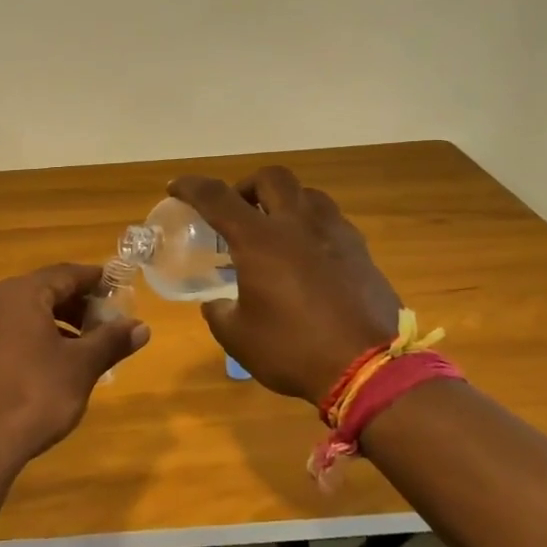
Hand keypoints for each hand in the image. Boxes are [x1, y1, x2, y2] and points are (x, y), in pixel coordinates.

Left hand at [0, 263, 149, 474]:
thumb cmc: (32, 398)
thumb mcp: (80, 368)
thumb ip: (110, 342)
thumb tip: (141, 327)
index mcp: (20, 294)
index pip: (65, 274)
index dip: (94, 280)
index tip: (117, 288)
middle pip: (41, 291)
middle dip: (76, 305)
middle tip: (104, 324)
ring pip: (21, 314)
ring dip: (54, 324)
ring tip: (80, 349)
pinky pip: (3, 334)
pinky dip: (29, 339)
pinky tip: (45, 366)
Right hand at [169, 167, 401, 403]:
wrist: (369, 368)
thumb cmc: (294, 350)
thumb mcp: (239, 338)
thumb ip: (220, 313)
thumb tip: (217, 304)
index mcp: (260, 240)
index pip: (216, 196)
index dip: (191, 187)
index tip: (176, 188)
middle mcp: (297, 224)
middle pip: (270, 177)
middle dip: (246, 186)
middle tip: (237, 211)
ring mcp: (335, 234)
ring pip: (307, 194)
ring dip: (284, 202)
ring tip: (275, 229)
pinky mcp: (360, 251)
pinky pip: (331, 221)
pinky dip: (311, 226)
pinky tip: (308, 256)